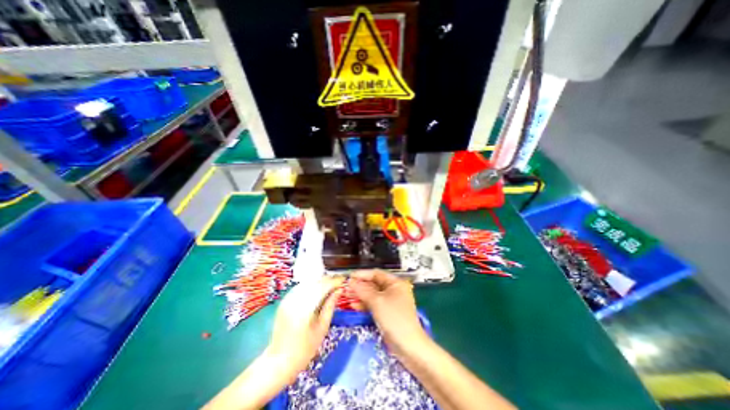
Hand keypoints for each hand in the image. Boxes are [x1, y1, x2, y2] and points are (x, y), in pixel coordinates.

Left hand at [267, 276, 344, 383]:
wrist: (279, 361)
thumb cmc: (305, 349)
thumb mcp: (322, 327)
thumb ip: (330, 305)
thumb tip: (339, 289)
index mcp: (305, 308)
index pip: (323, 286)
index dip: (334, 281)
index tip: (344, 280)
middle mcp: (295, 299)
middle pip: (315, 282)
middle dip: (328, 280)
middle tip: (339, 283)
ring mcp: (288, 298)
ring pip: (308, 282)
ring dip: (320, 282)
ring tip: (330, 286)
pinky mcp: (285, 300)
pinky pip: (301, 287)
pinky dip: (311, 285)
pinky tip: (318, 290)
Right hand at [351, 268, 427, 354]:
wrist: (408, 346)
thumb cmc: (394, 318)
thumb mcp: (377, 302)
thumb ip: (363, 290)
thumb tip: (351, 282)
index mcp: (395, 283)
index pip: (376, 274)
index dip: (362, 274)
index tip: (349, 277)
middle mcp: (393, 290)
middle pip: (374, 284)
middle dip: (360, 286)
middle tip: (346, 288)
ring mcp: (390, 302)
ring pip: (372, 295)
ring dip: (360, 295)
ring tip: (347, 296)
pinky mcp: (387, 313)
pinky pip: (374, 304)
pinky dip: (365, 304)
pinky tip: (354, 305)